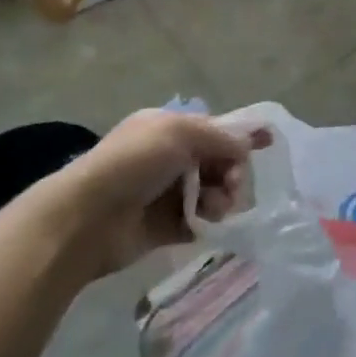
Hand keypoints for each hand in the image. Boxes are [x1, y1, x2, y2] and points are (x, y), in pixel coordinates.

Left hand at [46, 110, 269, 278]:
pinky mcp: (163, 228)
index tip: (269, 142)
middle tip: (234, 184)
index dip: (241, 135)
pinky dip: (207, 221)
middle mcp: (168, 158)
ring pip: (211, 192)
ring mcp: (165, 194)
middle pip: (217, 162)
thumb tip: (247, 147)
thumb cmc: (133, 164)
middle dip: (232, 171)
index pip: (214, 129)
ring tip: (216, 208)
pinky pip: (198, 221)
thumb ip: (221, 137)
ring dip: (221, 198)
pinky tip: (206, 223)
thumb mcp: (181, 133)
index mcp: (167, 129)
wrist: (85, 219)